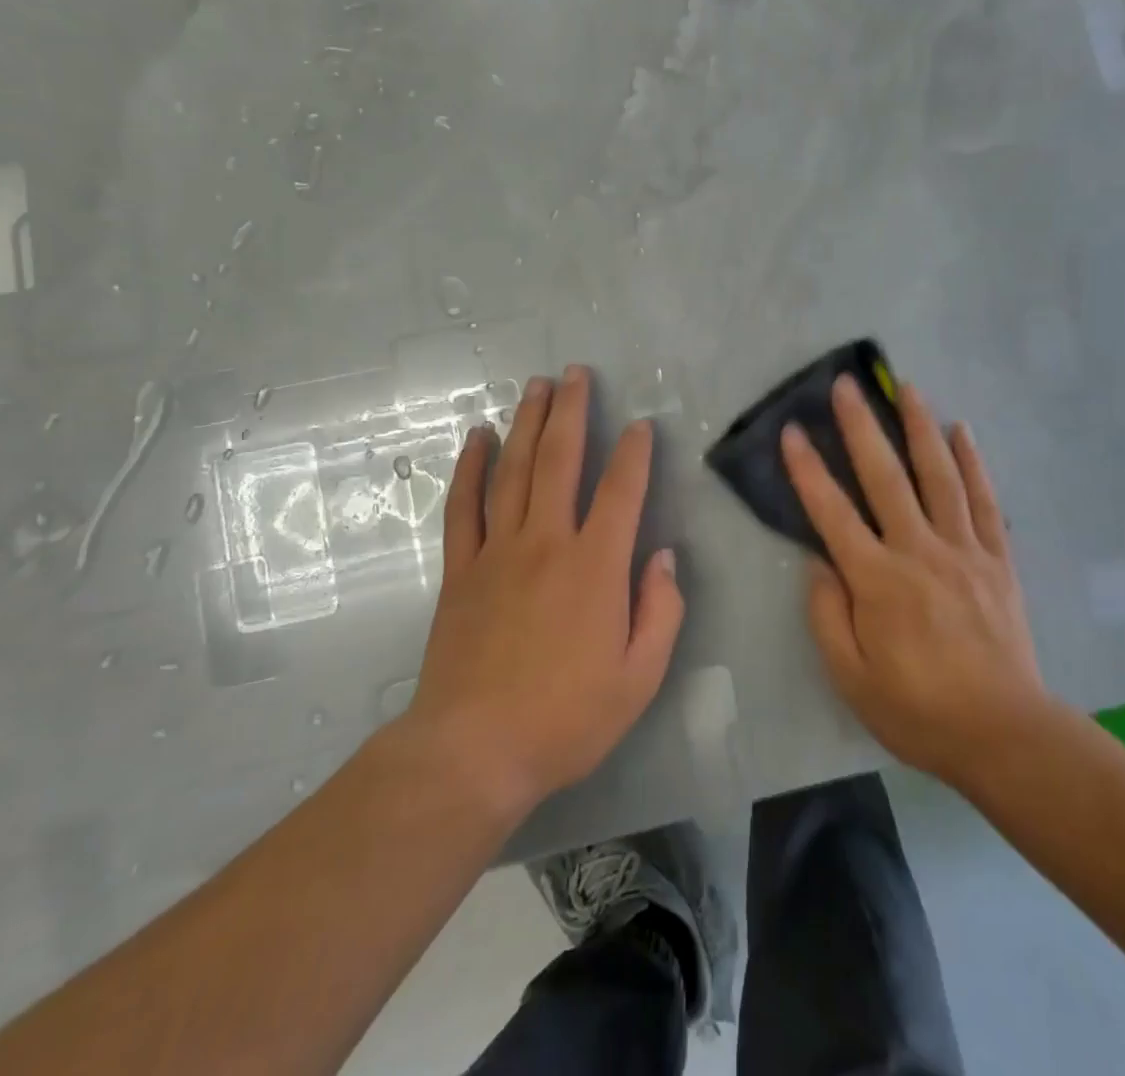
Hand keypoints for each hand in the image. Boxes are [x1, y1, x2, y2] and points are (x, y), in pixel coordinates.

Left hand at [406, 366, 683, 816]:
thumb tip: (663, 556)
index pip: (621, 490)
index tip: (639, 424)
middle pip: (560, 460)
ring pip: (513, 470)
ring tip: (535, 386)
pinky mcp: (461, 569)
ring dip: (526, 423)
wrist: (474, 751)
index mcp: (596, 566)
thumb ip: (661, 611)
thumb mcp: (640, 677)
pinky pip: (464, 506)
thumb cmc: (566, 719)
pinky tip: (476, 437)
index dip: (634, 452)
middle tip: (575, 373)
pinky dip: (470, 467)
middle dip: (571, 411)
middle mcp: (547, 542)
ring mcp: (498, 551)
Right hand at [781, 375, 1048, 790]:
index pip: (833, 513)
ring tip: (908, 387)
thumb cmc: (918, 709)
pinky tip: (963, 431)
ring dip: (920, 427)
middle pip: (886, 477)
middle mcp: (919, 551)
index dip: (808, 470)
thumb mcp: (852, 678)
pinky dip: (973, 462)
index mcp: (878, 581)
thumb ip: (826, 615)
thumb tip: (819, 562)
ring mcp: (964, 550)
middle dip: (861, 427)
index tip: (792, 431)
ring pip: (939, 475)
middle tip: (846, 385)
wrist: (1005, 734)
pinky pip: (984, 500)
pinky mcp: (997, 559)